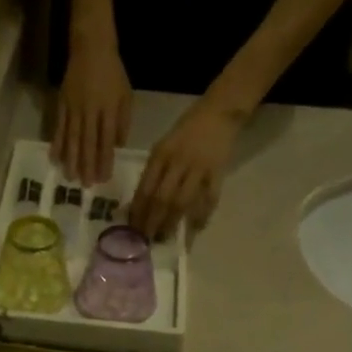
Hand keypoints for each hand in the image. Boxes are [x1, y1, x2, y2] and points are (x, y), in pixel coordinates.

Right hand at [53, 38, 132, 184]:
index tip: (103, 178)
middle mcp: (90, 111)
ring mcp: (73, 108)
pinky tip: (54, 158)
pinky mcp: (61, 105)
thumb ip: (122, 121)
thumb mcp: (125, 95)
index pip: (106, 140)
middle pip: (87, 143)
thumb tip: (117, 146)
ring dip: (71, 160)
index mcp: (108, 109)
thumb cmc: (113, 72)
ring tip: (69, 178)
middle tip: (86, 185)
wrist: (91, 47)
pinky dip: (56, 144)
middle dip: (87, 165)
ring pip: (72, 138)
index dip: (104, 160)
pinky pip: (58, 127)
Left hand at [129, 96, 242, 239]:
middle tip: (145, 239)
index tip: (132, 227)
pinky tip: (195, 229)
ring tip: (163, 237)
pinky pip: (209, 199)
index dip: (138, 211)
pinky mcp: (217, 172)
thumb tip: (141, 202)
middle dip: (151, 222)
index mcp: (161, 154)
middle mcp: (177, 162)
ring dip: (171, 223)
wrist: (219, 112)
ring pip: (181, 202)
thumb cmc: (186, 130)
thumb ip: (153, 171)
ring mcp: (198, 168)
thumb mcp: (163, 146)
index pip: (145, 188)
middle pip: (161, 199)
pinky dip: (202, 216)